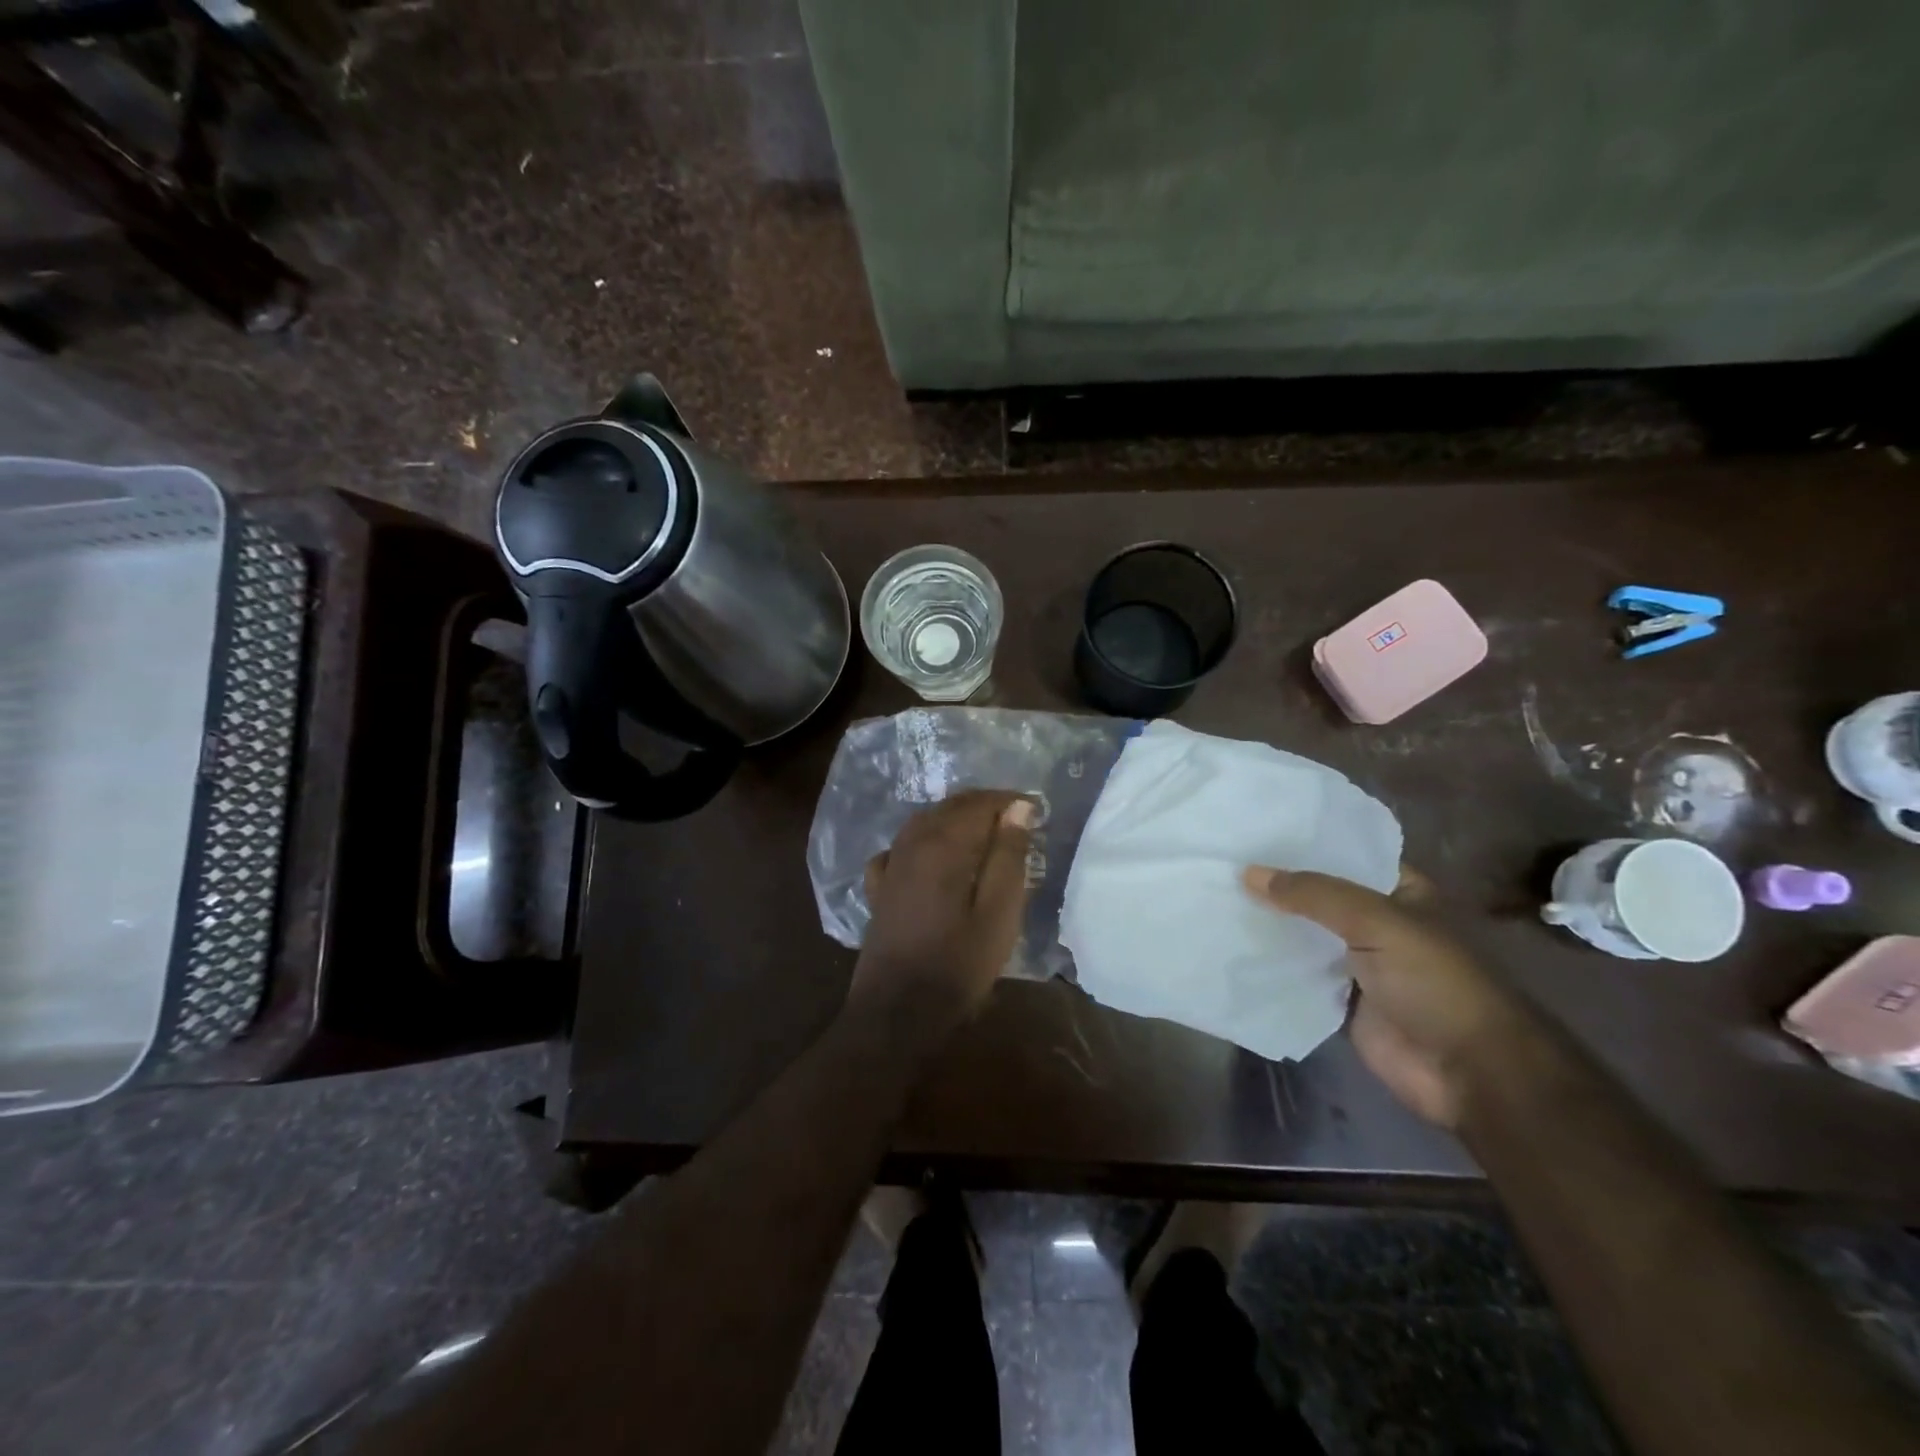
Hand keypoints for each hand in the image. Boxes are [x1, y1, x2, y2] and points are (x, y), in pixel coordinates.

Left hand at [850, 791, 1036, 1038]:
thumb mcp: (998, 913)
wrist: (897, 1012)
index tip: (1036, 810)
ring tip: (983, 832)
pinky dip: (922, 840)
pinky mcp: (879, 889)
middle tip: (1016, 818)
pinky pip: (901, 848)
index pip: (978, 804)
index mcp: (943, 845)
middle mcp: (911, 844)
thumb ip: (1008, 857)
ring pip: (923, 822)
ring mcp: (890, 866)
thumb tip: (1018, 808)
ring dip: (954, 819)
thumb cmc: (958, 964)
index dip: (1009, 801)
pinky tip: (930, 854)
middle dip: (983, 805)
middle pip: (949, 807)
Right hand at [1242, 866, 1524, 1128]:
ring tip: (1214, 896)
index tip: (1252, 831)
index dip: (1302, 843)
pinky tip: (1228, 943)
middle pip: (1318, 896)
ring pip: (1304, 935)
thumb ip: (1313, 894)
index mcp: (1400, 892)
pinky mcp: (1340, 1000)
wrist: (1467, 1072)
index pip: (1344, 855)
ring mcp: (1358, 963)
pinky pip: (1298, 975)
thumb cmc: (1435, 983)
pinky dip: (1270, 964)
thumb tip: (1248, 873)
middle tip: (1220, 861)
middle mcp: (1377, 922)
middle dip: (1276, 884)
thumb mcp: (1377, 922)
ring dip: (1268, 923)